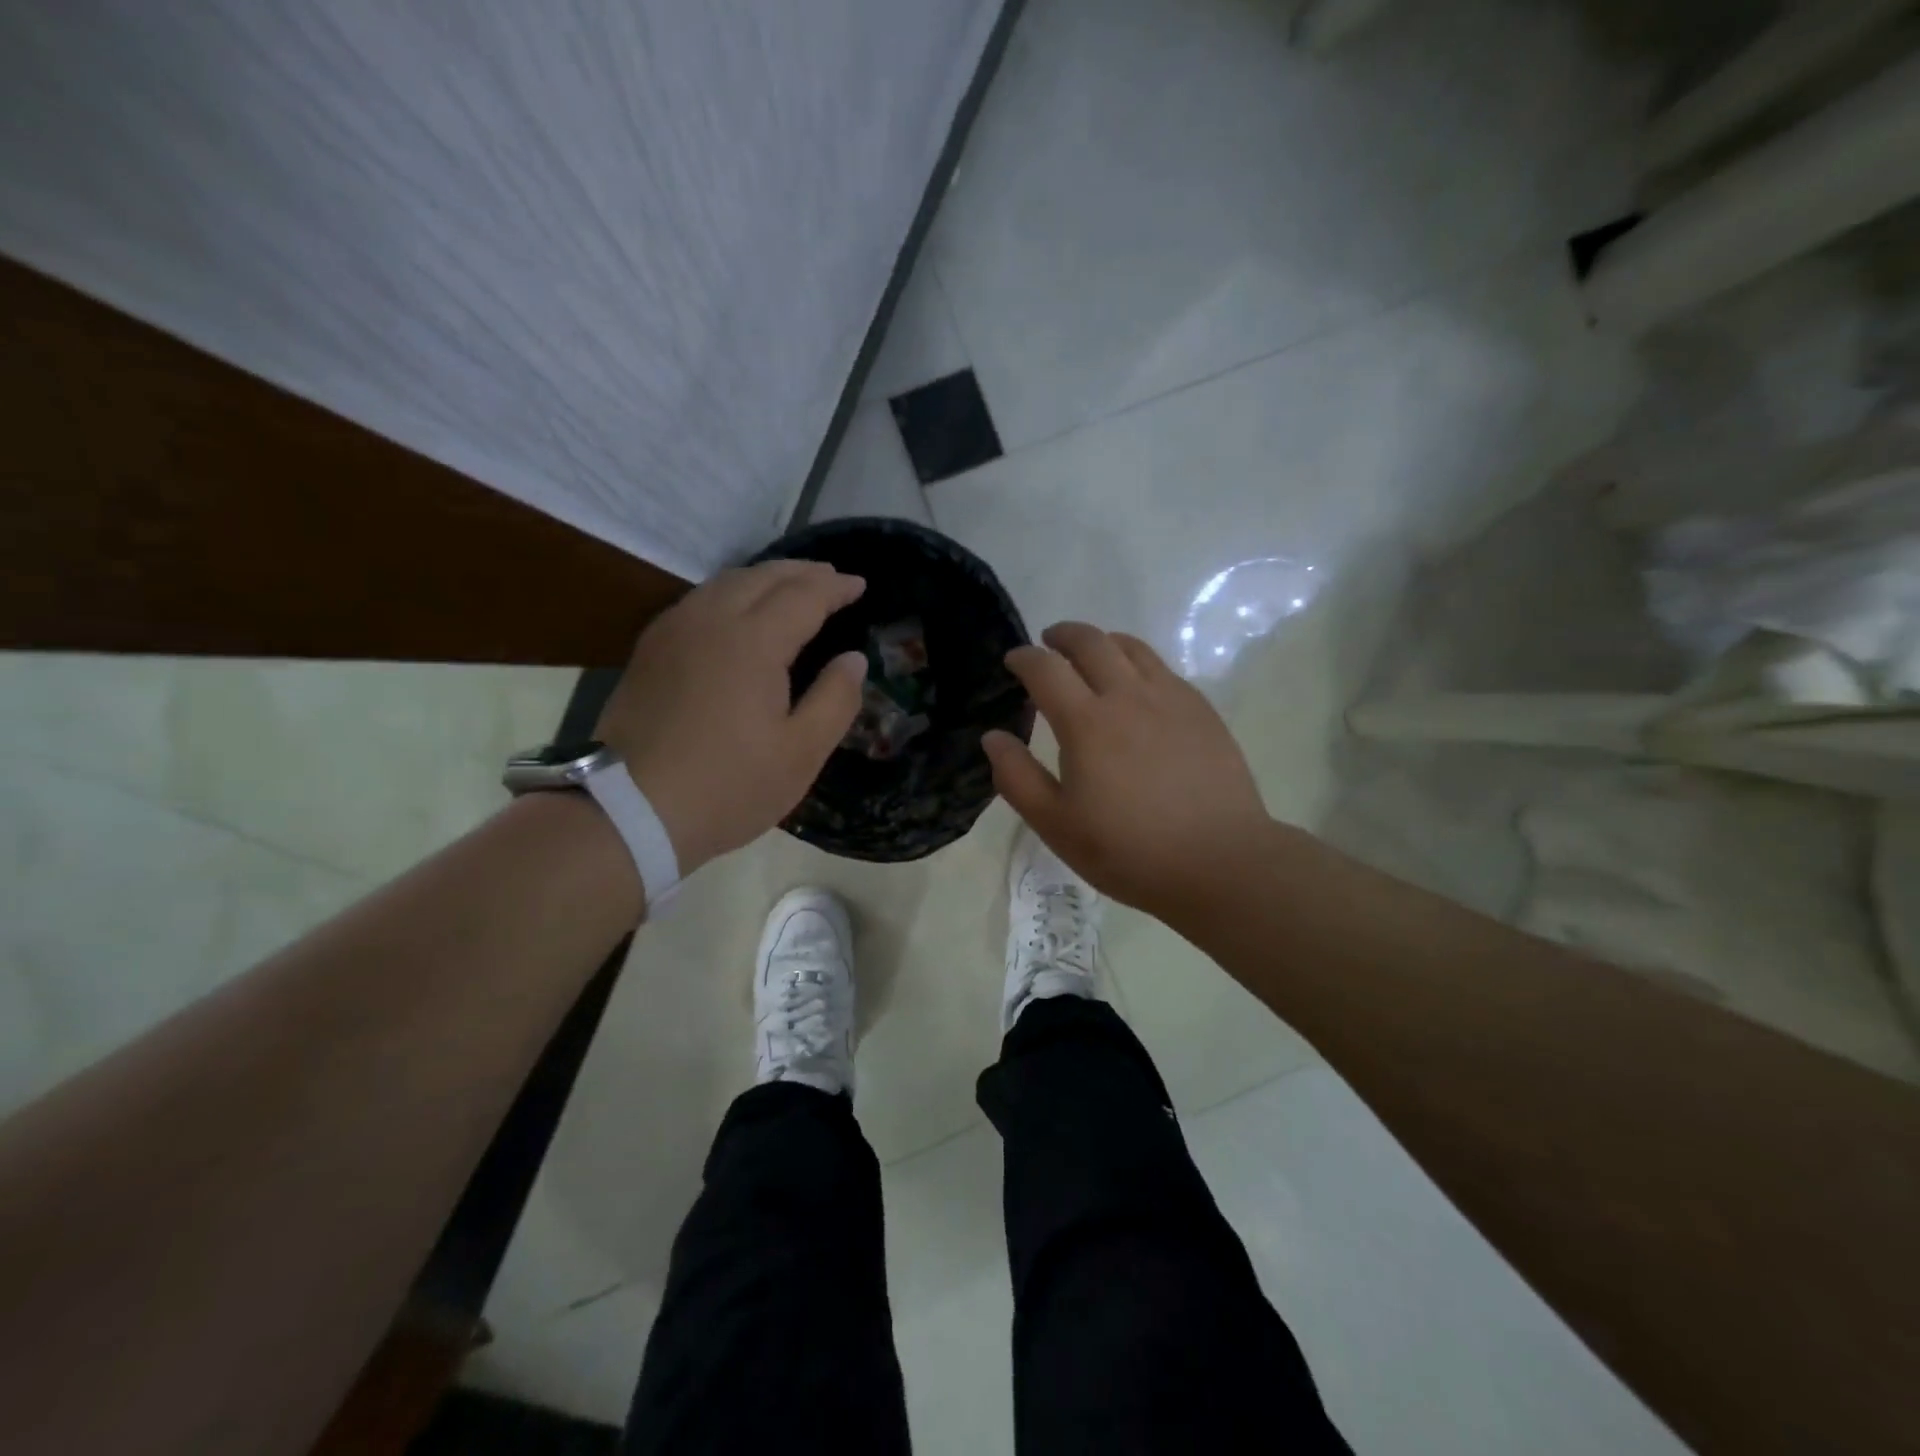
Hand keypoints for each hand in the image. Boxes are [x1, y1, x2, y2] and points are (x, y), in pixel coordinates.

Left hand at [596, 561, 868, 876]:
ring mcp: (673, 631)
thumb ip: (835, 700)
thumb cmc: (728, 786)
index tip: (860, 584)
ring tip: (791, 587)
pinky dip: (731, 592)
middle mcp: (710, 620)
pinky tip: (738, 611)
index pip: (804, 595)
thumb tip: (854, 659)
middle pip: (762, 577)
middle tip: (831, 578)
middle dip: (802, 572)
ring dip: (765, 578)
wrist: (628, 811)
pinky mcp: (649, 650)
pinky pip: (699, 601)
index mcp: (753, 642)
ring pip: (725, 582)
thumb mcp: (800, 754)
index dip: (835, 587)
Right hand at [982, 622, 1272, 921]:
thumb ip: (1017, 777)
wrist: (1219, 861)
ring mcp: (1170, 698)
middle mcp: (1127, 696)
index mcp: (1086, 722)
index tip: (1013, 661)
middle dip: (1062, 635)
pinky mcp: (1201, 710)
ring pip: (1131, 647)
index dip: (1024, 658)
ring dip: (1102, 641)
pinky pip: (1162, 667)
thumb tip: (992, 737)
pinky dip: (1136, 662)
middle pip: (1090, 641)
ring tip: (1091, 655)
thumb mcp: (1056, 825)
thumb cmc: (1128, 850)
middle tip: (1049, 643)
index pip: (1045, 668)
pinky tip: (1136, 687)